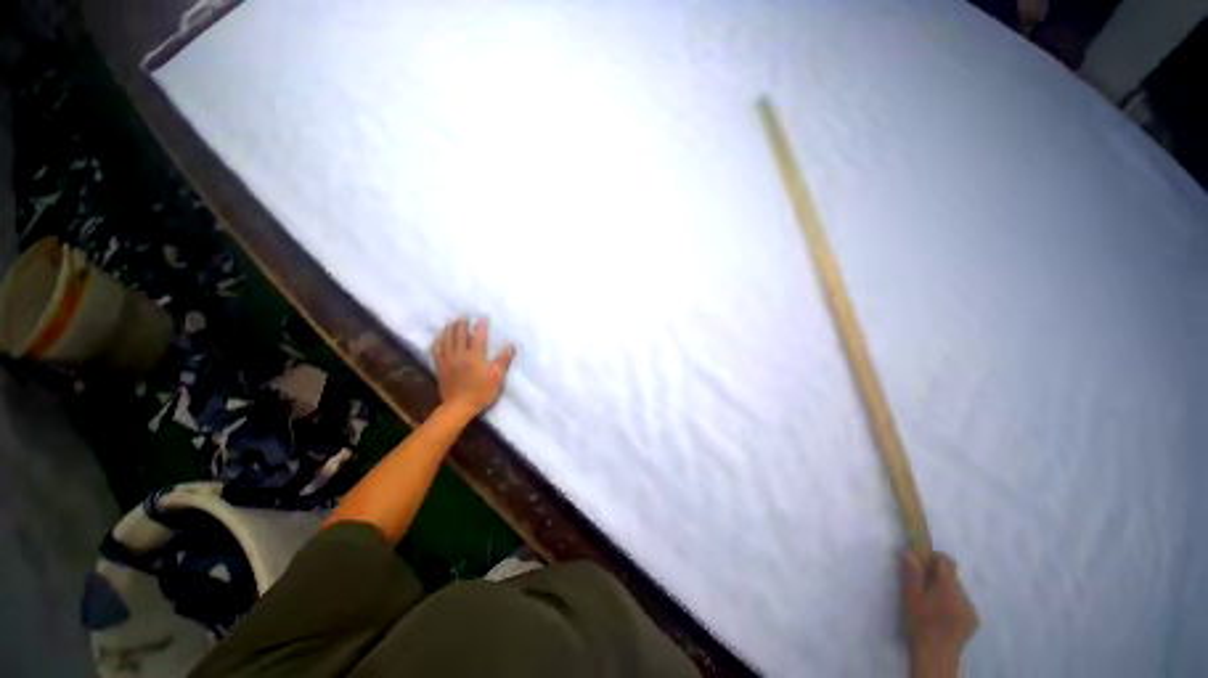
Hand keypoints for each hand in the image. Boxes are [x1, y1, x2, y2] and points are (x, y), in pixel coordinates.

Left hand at [431, 316, 515, 417]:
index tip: (482, 317)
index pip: (478, 335)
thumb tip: (511, 345)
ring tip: (452, 321)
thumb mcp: (496, 378)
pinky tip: (439, 336)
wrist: (459, 406)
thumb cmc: (480, 393)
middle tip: (464, 315)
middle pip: (460, 333)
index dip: (481, 325)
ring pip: (447, 338)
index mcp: (475, 355)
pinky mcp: (440, 365)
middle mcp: (460, 353)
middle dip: (463, 322)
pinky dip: (438, 340)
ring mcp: (448, 359)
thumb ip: (503, 360)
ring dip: (450, 327)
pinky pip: (437, 349)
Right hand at [901, 551, 978, 667]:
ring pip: (959, 596)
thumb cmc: (921, 627)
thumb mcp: (911, 602)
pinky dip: (956, 613)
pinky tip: (945, 626)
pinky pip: (965, 610)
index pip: (945, 560)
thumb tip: (910, 552)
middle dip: (941, 583)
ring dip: (949, 599)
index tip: (924, 569)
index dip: (935, 560)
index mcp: (947, 582)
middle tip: (927, 598)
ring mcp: (970, 604)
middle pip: (952, 579)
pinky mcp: (974, 619)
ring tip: (936, 615)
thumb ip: (912, 577)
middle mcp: (962, 589)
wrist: (936, 653)